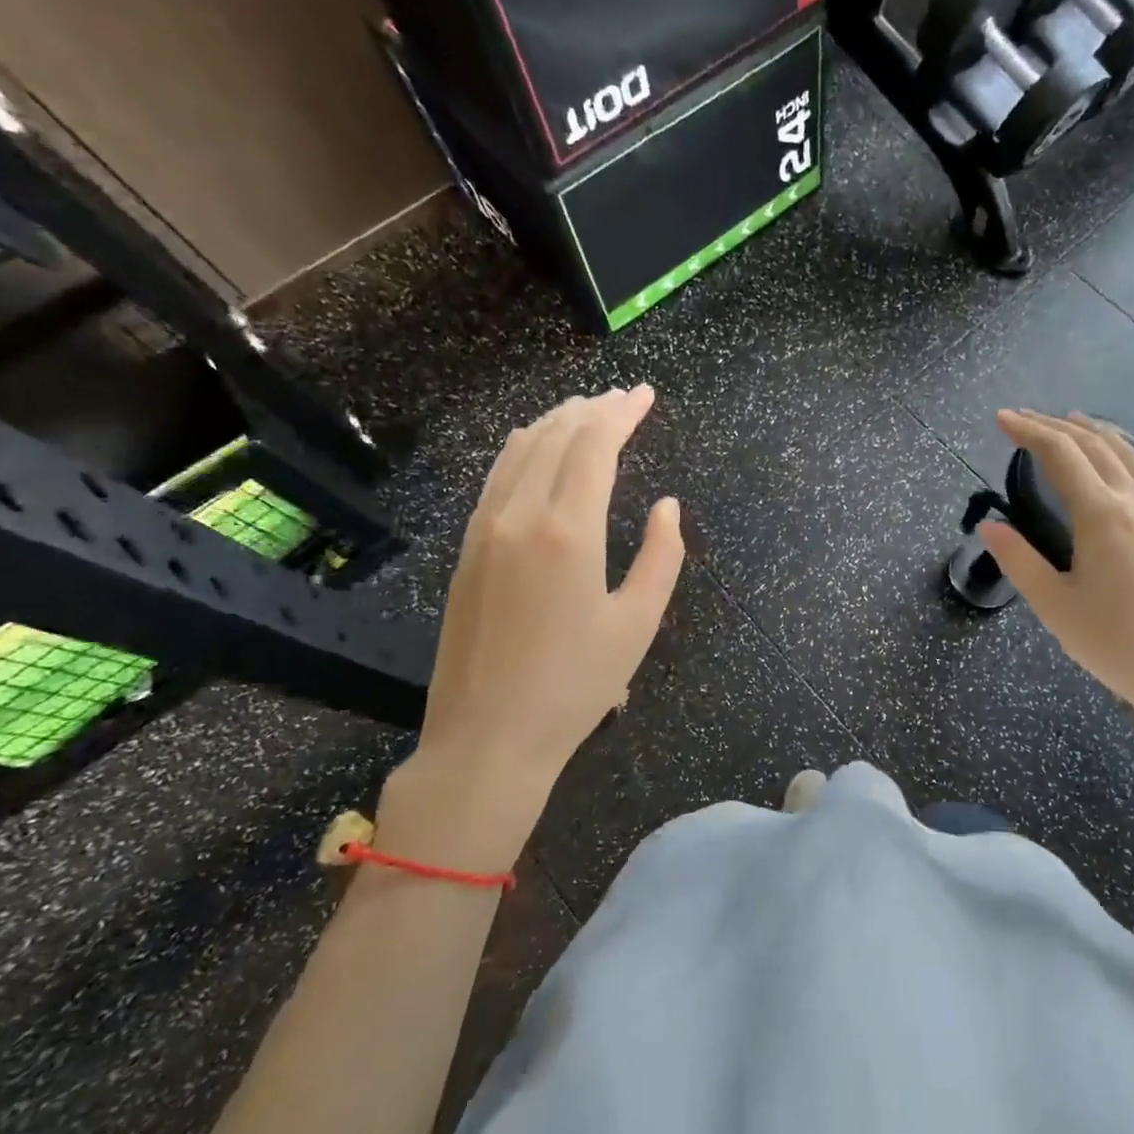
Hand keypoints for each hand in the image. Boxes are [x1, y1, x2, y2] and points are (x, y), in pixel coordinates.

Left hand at [381, 386, 684, 869]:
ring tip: (585, 410)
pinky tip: (535, 448)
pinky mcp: (466, 550)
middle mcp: (519, 516)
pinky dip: (523, 449)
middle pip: (556, 437)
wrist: (487, 738)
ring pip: (519, 451)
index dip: (622, 413)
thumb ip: (662, 556)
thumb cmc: (575, 685)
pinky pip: (497, 478)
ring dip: (556, 423)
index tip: (645, 395)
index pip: (594, 446)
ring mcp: (484, 530)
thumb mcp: (638, 623)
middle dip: (593, 410)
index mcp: (567, 531)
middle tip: (624, 398)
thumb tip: (667, 505)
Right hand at [977, 410, 1133, 736]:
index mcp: (1101, 514)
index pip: (1060, 453)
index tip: (1000, 419)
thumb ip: (1018, 560)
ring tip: (1066, 420)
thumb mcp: (1054, 605)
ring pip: (1122, 452)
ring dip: (1089, 431)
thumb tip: (989, 526)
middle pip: (1091, 444)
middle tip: (1021, 417)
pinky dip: (1116, 449)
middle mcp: (1132, 501)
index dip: (1028, 431)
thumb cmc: (1115, 642)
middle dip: (1053, 424)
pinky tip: (1110, 459)